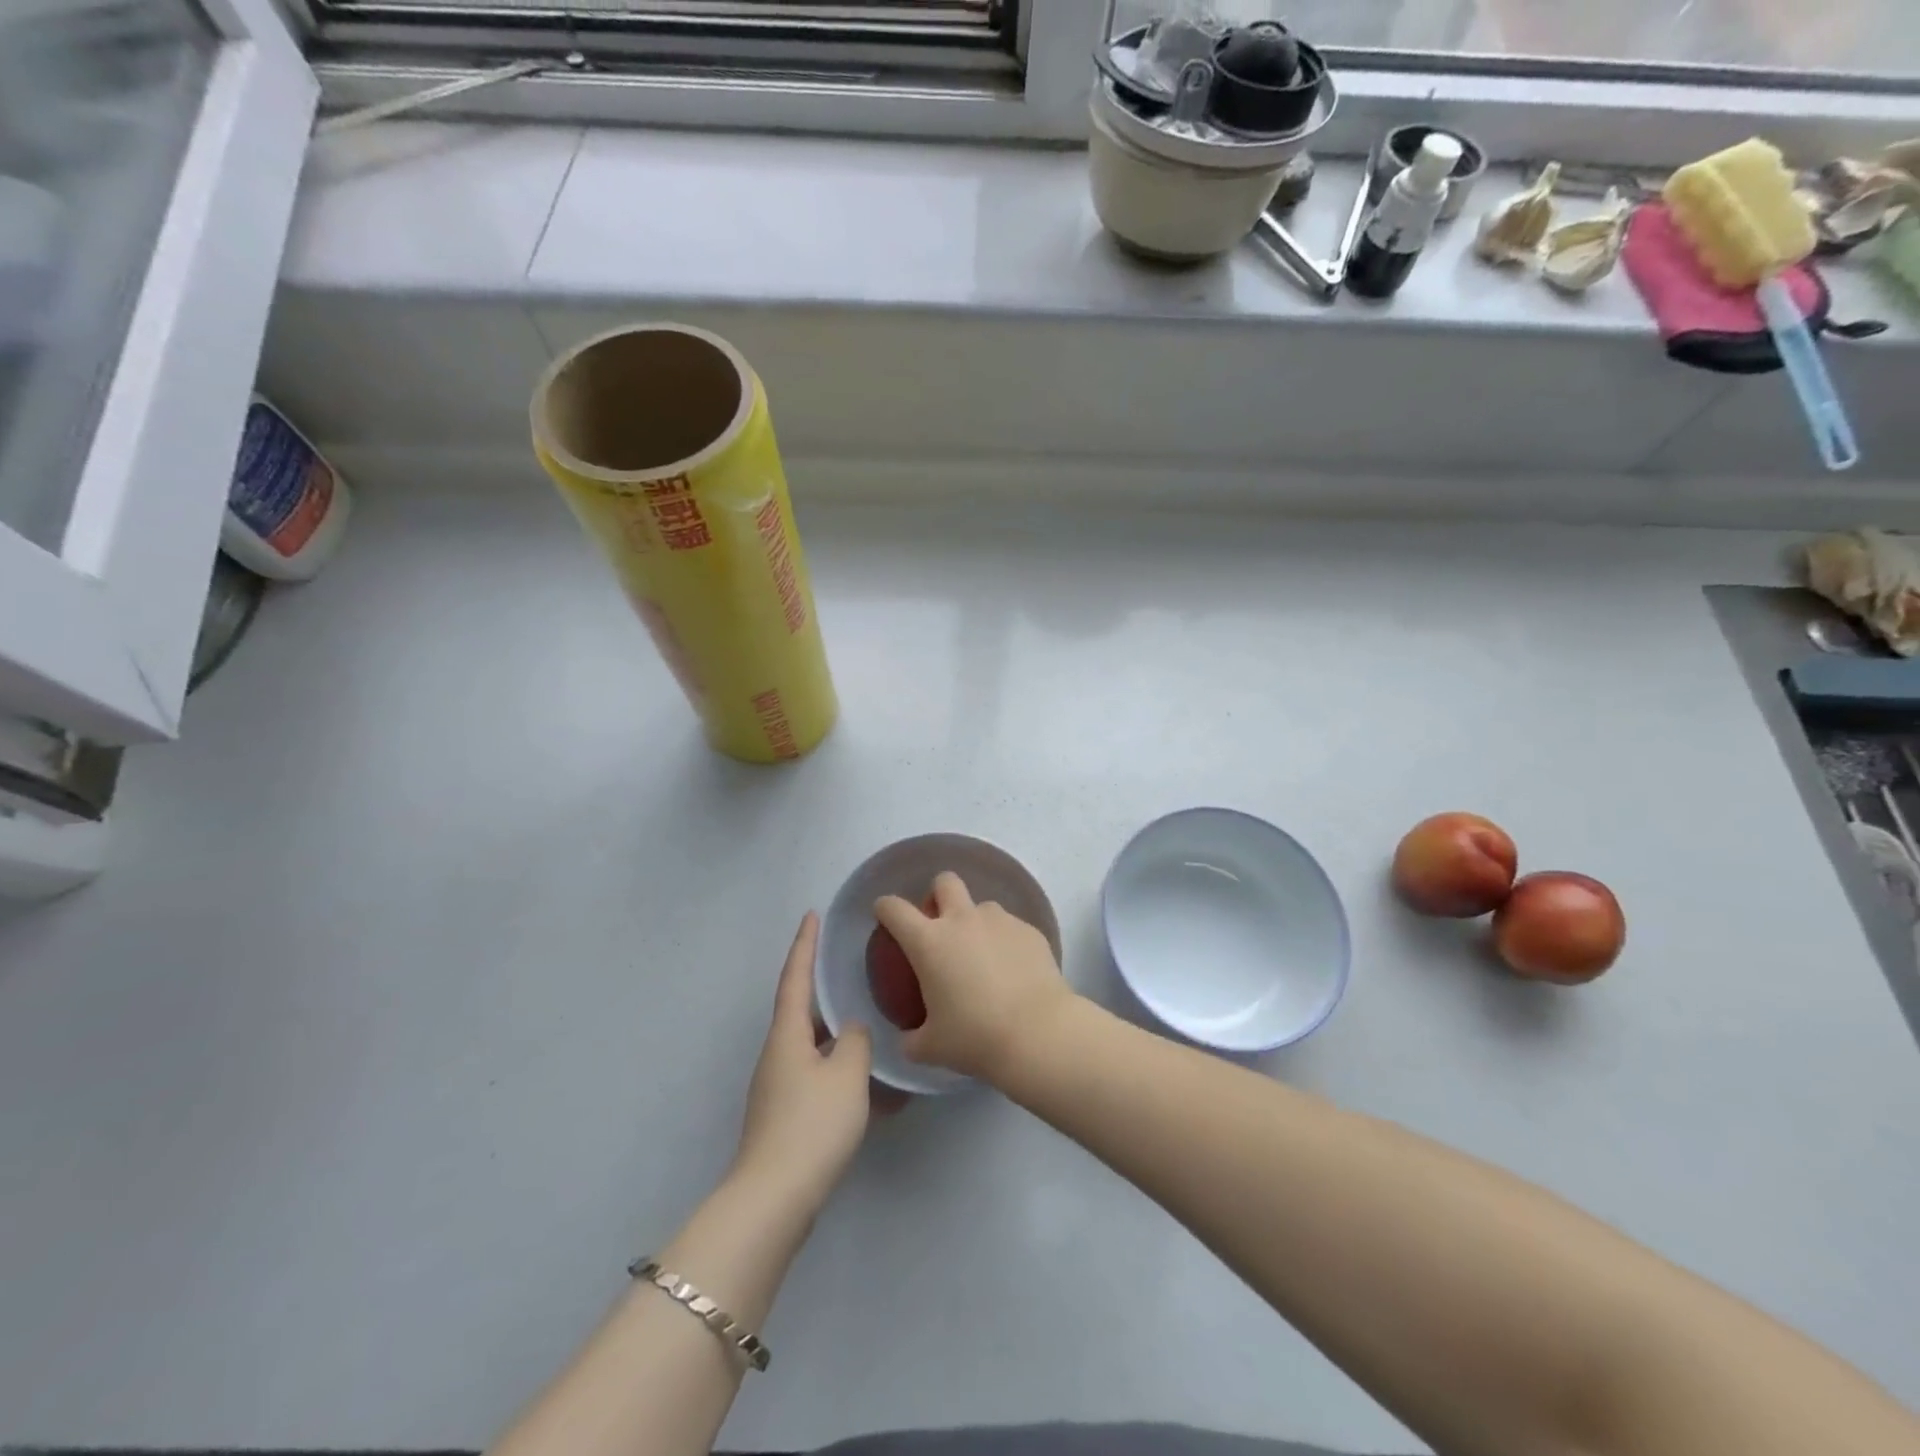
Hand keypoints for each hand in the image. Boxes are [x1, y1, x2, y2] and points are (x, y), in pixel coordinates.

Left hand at [734, 914, 876, 1213]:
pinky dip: (842, 1074)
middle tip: (853, 970)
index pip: (796, 977)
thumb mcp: (847, 1074)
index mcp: (787, 1034)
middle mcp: (778, 1054)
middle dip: (825, 991)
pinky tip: (871, 1088)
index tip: (811, 914)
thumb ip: (856, 1041)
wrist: (775, 1198)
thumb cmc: (812, 1124)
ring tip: (873, 1029)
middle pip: (803, 1011)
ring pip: (815, 1048)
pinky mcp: (786, 1116)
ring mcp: (779, 1087)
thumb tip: (852, 1030)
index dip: (804, 944)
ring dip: (840, 1038)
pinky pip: (819, 1079)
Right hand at [873, 872, 1073, 1084]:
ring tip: (982, 958)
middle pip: (944, 882)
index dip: (885, 908)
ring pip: (981, 906)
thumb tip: (908, 1038)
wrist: (1038, 1034)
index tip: (884, 915)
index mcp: (929, 942)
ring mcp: (999, 921)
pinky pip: (1010, 927)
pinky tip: (1012, 972)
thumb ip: (911, 1039)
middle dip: (937, 895)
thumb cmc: (975, 1038)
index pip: (894, 908)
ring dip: (975, 923)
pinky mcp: (1029, 930)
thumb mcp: (931, 1048)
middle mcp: (962, 920)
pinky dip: (1005, 943)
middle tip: (940, 926)